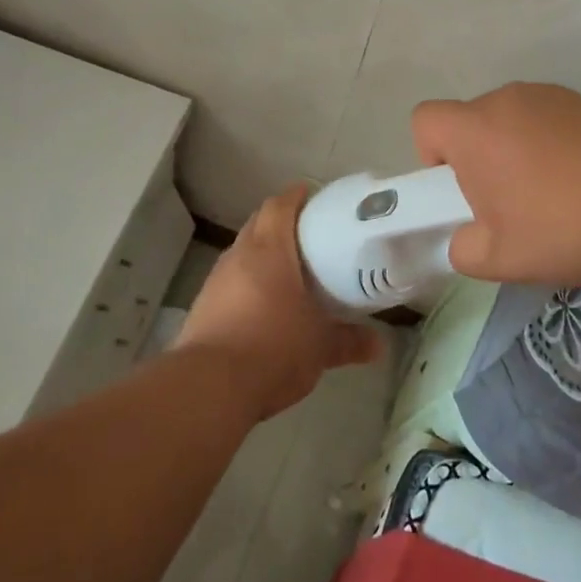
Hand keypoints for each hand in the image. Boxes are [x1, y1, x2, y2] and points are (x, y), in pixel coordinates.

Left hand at [176, 184, 382, 420]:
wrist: (210, 386)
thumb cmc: (273, 348)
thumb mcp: (319, 347)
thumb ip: (348, 341)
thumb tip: (378, 345)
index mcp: (269, 250)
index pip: (279, 206)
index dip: (295, 196)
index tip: (312, 195)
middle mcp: (238, 256)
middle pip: (258, 225)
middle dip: (281, 223)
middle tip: (309, 235)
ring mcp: (215, 281)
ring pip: (242, 254)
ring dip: (262, 255)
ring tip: (289, 271)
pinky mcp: (202, 307)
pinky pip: (230, 282)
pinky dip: (247, 284)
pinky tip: (262, 306)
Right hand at [412, 82, 580, 287]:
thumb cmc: (566, 230)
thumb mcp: (499, 260)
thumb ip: (463, 248)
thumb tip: (467, 238)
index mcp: (477, 129)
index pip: (425, 119)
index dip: (431, 155)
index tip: (460, 190)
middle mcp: (509, 100)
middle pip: (471, 120)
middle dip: (477, 157)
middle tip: (507, 204)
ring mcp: (554, 96)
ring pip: (512, 120)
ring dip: (515, 149)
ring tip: (552, 196)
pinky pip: (550, 120)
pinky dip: (553, 145)